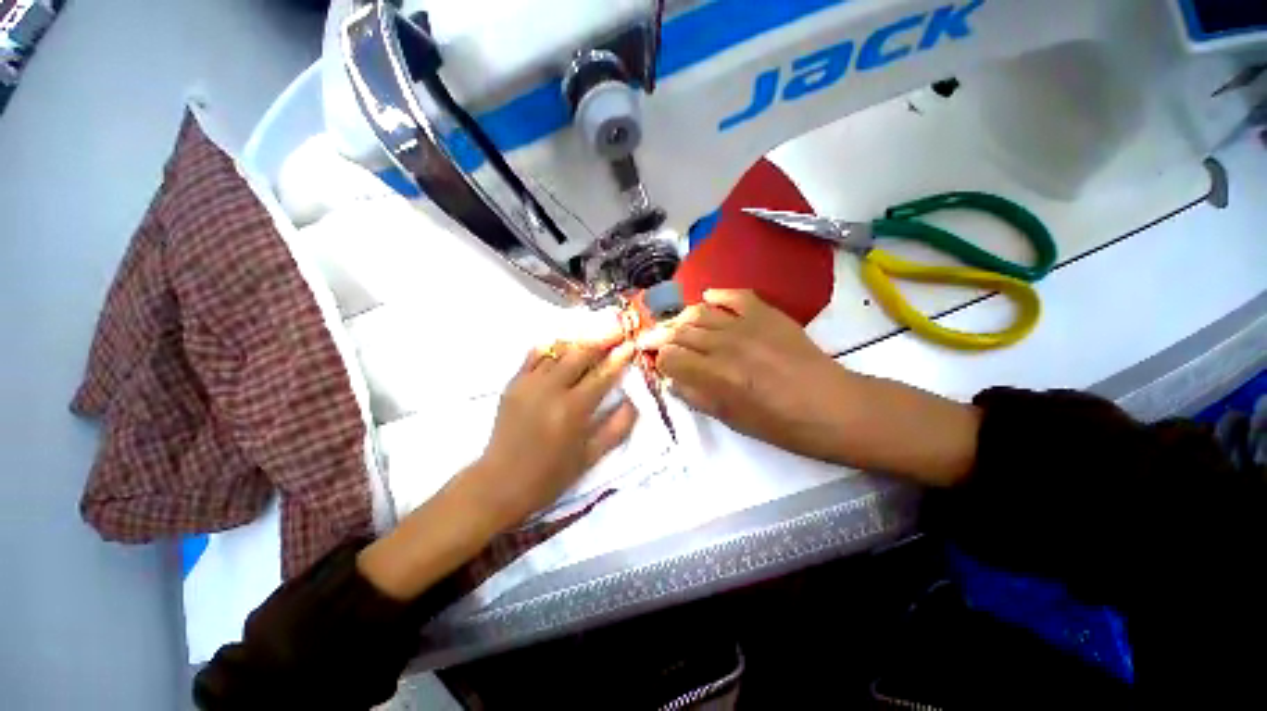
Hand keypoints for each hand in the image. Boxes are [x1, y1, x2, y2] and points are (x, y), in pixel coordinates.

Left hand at [471, 330, 637, 527]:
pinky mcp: (513, 383)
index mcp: (573, 410)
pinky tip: (563, 346)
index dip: (619, 358)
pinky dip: (552, 347)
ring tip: (595, 336)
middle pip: (581, 354)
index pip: (602, 375)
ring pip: (558, 351)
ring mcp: (529, 383)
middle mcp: (551, 390)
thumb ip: (617, 428)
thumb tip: (634, 402)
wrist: (500, 482)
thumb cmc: (551, 475)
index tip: (631, 345)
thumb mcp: (591, 457)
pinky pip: (534, 355)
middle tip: (618, 330)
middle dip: (602, 339)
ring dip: (580, 341)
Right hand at [639, 289, 853, 462]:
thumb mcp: (732, 419)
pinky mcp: (767, 313)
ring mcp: (747, 324)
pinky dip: (718, 295)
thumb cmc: (781, 424)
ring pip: (700, 312)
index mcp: (715, 374)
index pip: (670, 357)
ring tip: (676, 326)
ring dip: (682, 318)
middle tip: (653, 341)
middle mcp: (725, 344)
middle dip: (662, 337)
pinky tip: (708, 298)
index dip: (659, 360)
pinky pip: (735, 296)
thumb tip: (672, 380)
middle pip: (680, 331)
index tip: (658, 364)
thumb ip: (696, 396)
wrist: (831, 406)